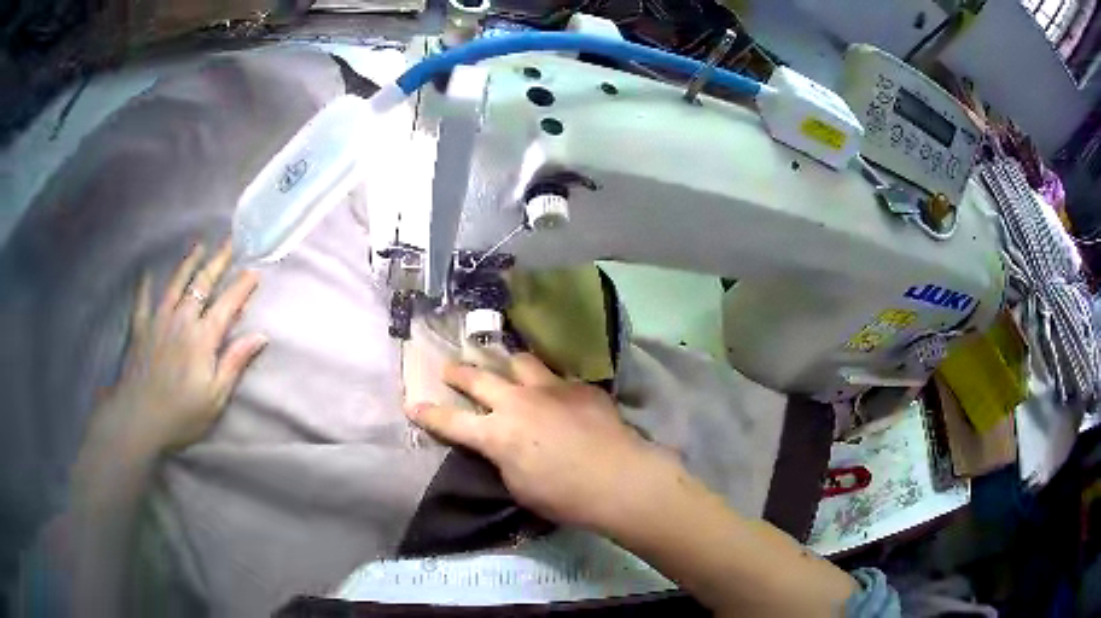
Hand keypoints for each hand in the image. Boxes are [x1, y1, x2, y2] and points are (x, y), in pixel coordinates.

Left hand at [92, 241, 266, 453]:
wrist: (139, 418)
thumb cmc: (182, 414)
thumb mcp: (215, 396)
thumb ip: (235, 362)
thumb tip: (260, 336)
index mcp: (203, 337)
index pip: (227, 305)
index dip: (241, 287)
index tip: (254, 271)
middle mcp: (182, 320)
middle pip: (202, 284)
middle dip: (218, 262)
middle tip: (230, 242)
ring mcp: (159, 321)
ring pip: (175, 284)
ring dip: (188, 263)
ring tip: (198, 246)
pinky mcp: (140, 328)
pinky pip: (143, 300)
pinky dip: (145, 286)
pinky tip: (146, 273)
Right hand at [406, 354, 676, 528]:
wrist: (618, 478)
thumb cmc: (563, 496)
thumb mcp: (518, 486)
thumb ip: (503, 458)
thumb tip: (502, 445)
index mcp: (496, 434)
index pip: (451, 422)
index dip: (428, 414)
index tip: (411, 404)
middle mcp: (517, 403)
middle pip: (478, 378)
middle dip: (458, 373)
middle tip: (449, 369)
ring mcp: (550, 389)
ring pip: (520, 362)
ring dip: (508, 365)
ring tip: (507, 367)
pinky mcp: (579, 387)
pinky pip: (558, 377)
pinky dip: (549, 383)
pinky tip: (558, 393)